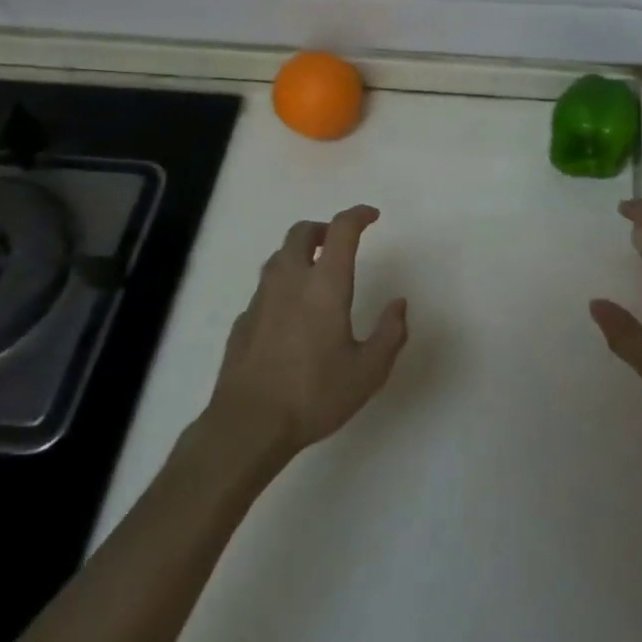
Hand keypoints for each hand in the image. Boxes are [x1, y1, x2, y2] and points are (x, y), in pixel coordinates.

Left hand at [202, 205, 407, 465]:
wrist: (248, 425)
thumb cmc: (314, 394)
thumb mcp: (368, 371)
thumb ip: (390, 333)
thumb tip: (399, 305)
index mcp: (325, 284)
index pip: (341, 230)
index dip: (358, 215)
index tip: (372, 216)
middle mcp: (290, 281)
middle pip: (301, 233)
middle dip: (322, 229)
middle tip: (338, 242)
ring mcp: (261, 300)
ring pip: (278, 257)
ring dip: (300, 254)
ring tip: (316, 274)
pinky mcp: (243, 322)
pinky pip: (264, 289)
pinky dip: (282, 287)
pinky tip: (290, 315)